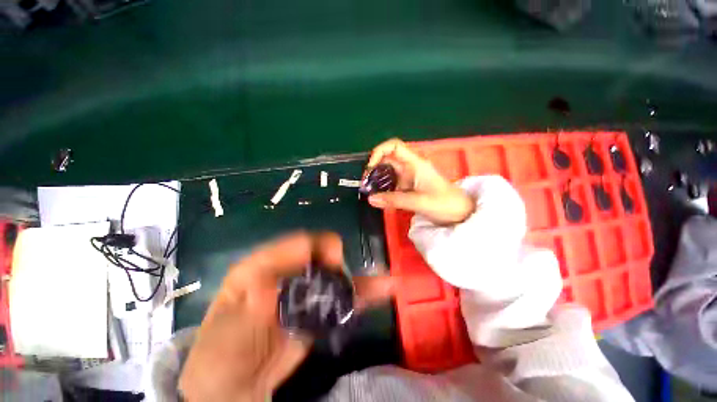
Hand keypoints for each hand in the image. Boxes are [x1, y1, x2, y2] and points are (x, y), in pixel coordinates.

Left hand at [178, 232, 393, 401]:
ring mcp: (305, 291)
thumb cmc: (222, 353)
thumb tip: (277, 285)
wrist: (233, 386)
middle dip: (337, 263)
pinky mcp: (317, 309)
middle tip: (344, 280)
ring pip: (335, 277)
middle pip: (320, 255)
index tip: (333, 261)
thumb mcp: (229, 330)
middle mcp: (288, 272)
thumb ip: (253, 306)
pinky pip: (342, 298)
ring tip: (383, 281)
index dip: (317, 247)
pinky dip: (361, 294)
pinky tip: (383, 290)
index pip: (297, 243)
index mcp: (263, 265)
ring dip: (357, 278)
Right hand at [365, 138, 474, 224]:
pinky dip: (383, 188)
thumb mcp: (419, 201)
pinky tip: (378, 197)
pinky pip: (392, 184)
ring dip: (377, 179)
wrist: (461, 213)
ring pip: (388, 172)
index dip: (379, 151)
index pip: (394, 146)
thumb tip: (370, 199)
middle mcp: (410, 167)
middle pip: (387, 159)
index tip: (370, 167)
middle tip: (365, 183)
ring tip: (368, 191)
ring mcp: (409, 177)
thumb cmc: (445, 203)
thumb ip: (394, 200)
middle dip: (374, 168)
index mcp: (415, 164)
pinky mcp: (409, 187)